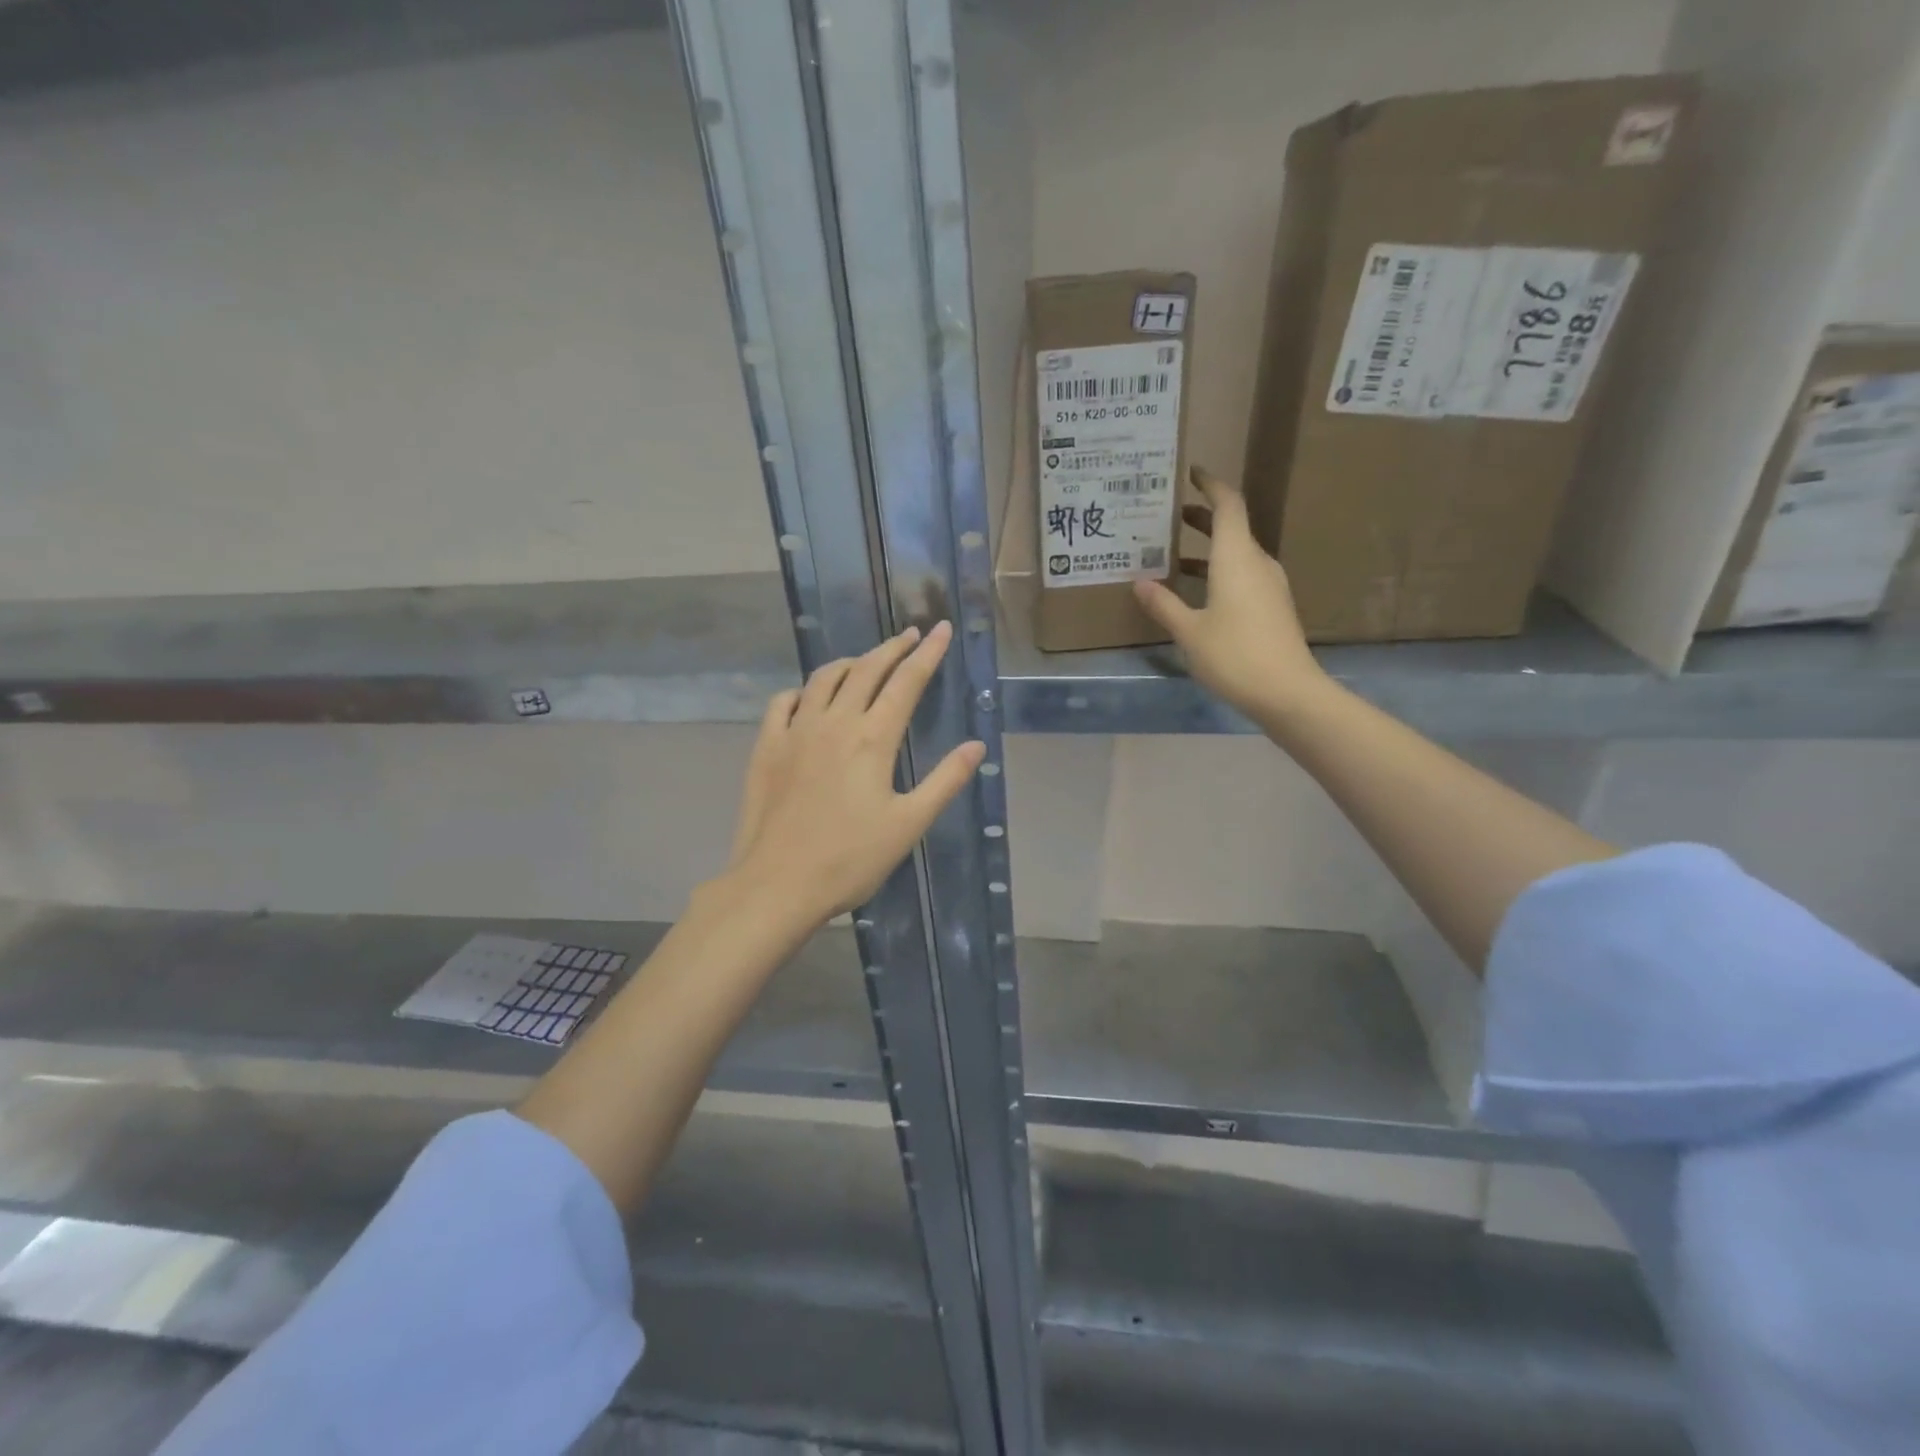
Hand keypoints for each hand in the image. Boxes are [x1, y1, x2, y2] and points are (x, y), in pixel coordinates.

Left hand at [723, 621, 985, 924]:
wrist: (777, 884)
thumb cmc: (850, 859)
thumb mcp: (909, 824)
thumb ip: (945, 781)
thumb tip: (976, 745)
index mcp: (872, 739)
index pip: (906, 682)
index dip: (927, 653)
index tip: (941, 629)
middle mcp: (834, 722)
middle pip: (866, 670)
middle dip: (891, 648)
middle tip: (910, 634)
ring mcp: (795, 731)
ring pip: (823, 678)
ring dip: (849, 662)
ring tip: (865, 660)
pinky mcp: (767, 747)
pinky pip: (783, 702)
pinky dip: (802, 690)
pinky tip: (808, 697)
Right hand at [1133, 465, 1328, 722]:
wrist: (1288, 693)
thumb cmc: (1235, 656)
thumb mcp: (1189, 631)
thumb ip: (1163, 604)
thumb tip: (1139, 582)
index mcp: (1237, 558)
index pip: (1228, 505)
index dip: (1210, 485)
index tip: (1191, 473)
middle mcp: (1257, 563)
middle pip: (1231, 527)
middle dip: (1201, 518)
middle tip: (1168, 516)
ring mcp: (1269, 586)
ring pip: (1236, 554)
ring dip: (1208, 549)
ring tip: (1173, 556)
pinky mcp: (1272, 607)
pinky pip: (1242, 575)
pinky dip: (1218, 571)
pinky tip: (1197, 592)